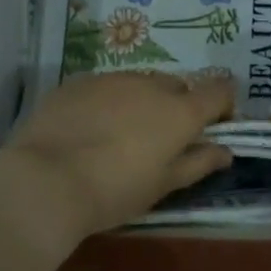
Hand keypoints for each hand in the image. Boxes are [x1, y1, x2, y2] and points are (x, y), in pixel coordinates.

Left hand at [0, 72, 235, 248]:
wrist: (45, 181)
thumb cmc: (114, 191)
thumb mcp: (162, 185)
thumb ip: (198, 163)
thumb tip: (225, 151)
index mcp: (179, 111)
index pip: (219, 91)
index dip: (222, 106)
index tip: (213, 127)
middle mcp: (149, 85)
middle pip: (177, 86)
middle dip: (177, 106)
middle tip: (161, 140)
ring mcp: (111, 79)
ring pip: (139, 83)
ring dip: (141, 102)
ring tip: (120, 135)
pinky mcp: (77, 82)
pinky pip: (105, 87)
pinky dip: (107, 102)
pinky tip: (89, 129)